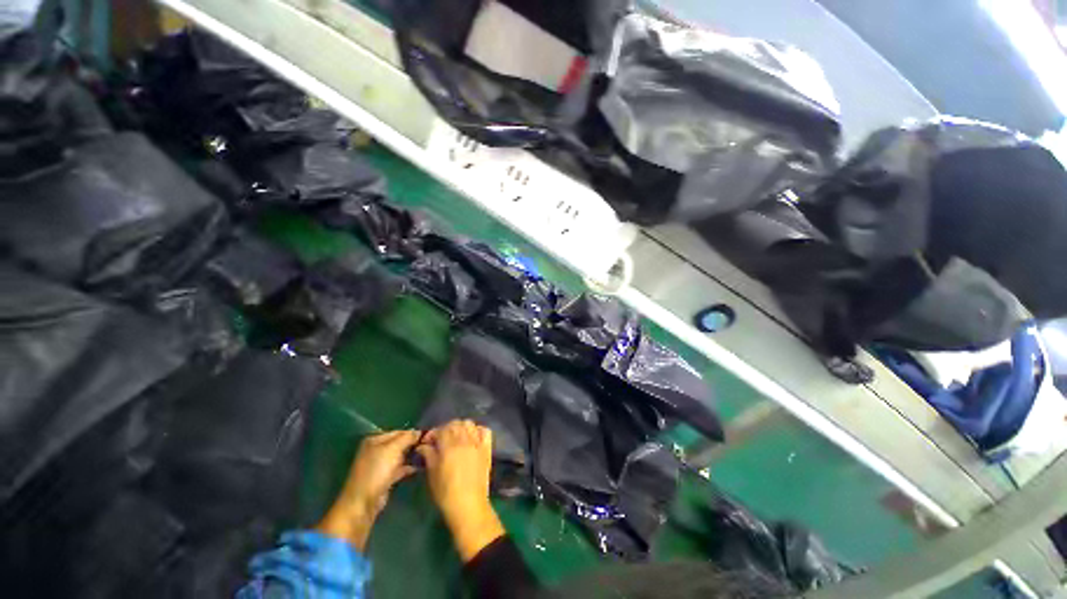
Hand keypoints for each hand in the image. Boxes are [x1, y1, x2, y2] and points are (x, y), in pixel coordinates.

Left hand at [317, 430, 420, 549]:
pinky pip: (400, 468)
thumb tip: (419, 432)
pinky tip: (420, 466)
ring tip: (428, 454)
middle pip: (400, 443)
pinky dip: (409, 467)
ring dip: (412, 455)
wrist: (363, 502)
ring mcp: (380, 465)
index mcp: (375, 440)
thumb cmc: (377, 471)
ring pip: (400, 456)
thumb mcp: (393, 449)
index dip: (412, 433)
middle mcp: (377, 450)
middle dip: (413, 444)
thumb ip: (407, 437)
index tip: (428, 436)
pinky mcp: (385, 478)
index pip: (398, 431)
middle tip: (429, 445)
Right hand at [417, 420, 504, 561]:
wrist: (468, 505)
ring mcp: (477, 443)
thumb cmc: (446, 493)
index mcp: (449, 446)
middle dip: (446, 428)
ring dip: (461, 427)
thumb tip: (423, 445)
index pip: (441, 429)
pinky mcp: (487, 448)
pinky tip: (472, 437)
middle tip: (441, 439)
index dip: (433, 433)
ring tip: (456, 437)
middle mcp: (464, 440)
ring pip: (469, 424)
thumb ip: (429, 455)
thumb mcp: (432, 475)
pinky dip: (478, 430)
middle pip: (456, 424)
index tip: (428, 442)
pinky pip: (485, 431)